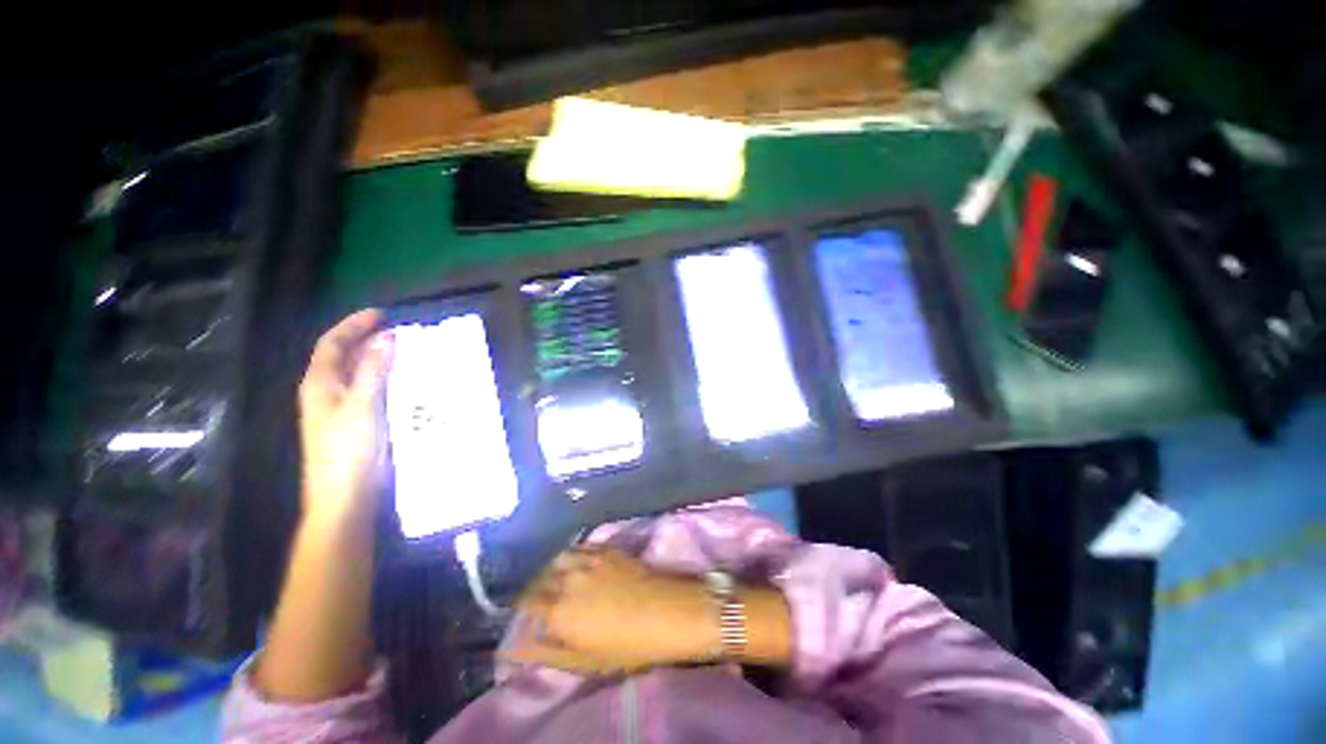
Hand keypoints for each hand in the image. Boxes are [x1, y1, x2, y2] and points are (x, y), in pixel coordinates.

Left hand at [298, 309, 393, 521]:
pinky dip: (387, 378)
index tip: (381, 314)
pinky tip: (406, 380)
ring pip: (360, 373)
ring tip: (407, 350)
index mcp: (320, 384)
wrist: (345, 496)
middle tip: (400, 331)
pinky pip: (372, 390)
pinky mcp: (358, 421)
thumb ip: (374, 371)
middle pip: (344, 356)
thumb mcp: (362, 406)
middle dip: (368, 340)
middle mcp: (328, 392)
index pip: (332, 344)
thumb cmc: (347, 450)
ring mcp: (342, 408)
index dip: (353, 325)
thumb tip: (387, 337)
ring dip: (380, 359)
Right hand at [507, 548, 719, 675]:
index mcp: (559, 611)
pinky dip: (573, 554)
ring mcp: (589, 559)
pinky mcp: (607, 548)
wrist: (669, 611)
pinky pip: (581, 547)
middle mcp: (569, 579)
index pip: (525, 600)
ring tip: (558, 576)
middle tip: (539, 594)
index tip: (522, 609)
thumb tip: (512, 647)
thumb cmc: (629, 646)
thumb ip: (545, 651)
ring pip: (559, 556)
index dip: (521, 604)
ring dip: (553, 566)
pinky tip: (579, 562)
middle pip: (539, 575)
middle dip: (534, 584)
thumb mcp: (584, 660)